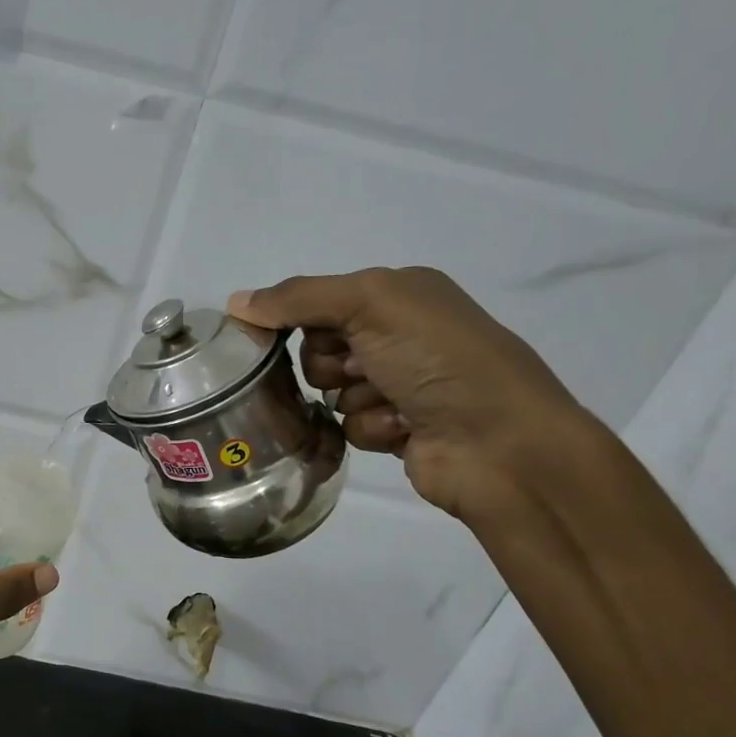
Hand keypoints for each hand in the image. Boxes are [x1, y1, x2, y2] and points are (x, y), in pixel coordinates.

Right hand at [227, 268, 587, 522]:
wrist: (500, 442)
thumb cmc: (438, 358)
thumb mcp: (370, 303)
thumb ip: (299, 298)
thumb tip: (235, 302)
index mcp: (401, 293)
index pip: (320, 301)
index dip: (302, 320)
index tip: (286, 336)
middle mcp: (401, 335)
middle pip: (319, 348)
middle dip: (331, 363)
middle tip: (360, 368)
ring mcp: (401, 384)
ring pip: (332, 391)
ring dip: (354, 399)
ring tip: (392, 404)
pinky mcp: (398, 428)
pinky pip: (350, 426)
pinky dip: (371, 428)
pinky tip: (403, 429)